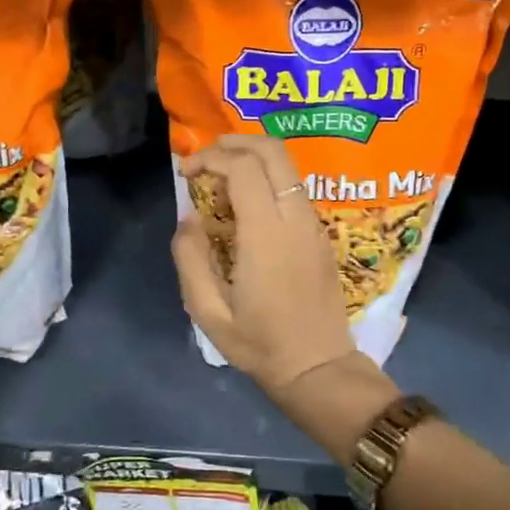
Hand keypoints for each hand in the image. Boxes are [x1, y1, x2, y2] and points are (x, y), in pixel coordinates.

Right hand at [172, 136, 395, 453]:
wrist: (319, 368)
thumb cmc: (260, 345)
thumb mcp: (208, 312)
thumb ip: (191, 258)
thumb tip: (188, 218)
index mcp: (266, 235)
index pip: (243, 168)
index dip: (211, 158)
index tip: (187, 173)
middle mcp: (296, 218)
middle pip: (273, 151)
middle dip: (236, 142)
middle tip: (206, 159)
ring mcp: (314, 224)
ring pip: (288, 166)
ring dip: (253, 158)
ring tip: (222, 177)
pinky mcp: (322, 233)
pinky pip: (294, 188)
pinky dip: (268, 177)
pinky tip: (247, 202)